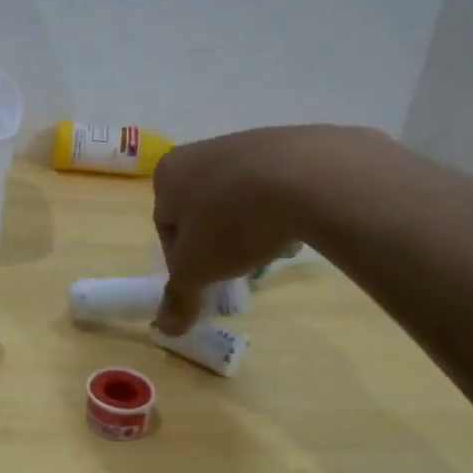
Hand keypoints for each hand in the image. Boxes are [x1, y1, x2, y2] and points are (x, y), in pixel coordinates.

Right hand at [151, 126, 352, 333]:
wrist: (307, 176)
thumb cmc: (231, 222)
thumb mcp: (197, 270)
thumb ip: (178, 297)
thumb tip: (165, 329)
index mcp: (168, 174)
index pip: (165, 225)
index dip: (183, 259)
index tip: (206, 278)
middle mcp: (201, 151)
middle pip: (203, 210)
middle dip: (219, 241)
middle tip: (238, 267)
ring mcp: (246, 143)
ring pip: (239, 199)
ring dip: (250, 227)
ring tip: (271, 249)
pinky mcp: (288, 144)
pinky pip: (275, 186)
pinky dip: (280, 209)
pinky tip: (296, 227)